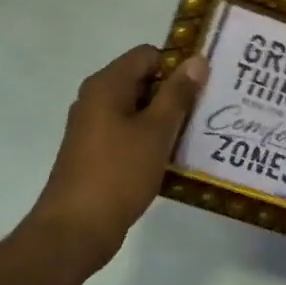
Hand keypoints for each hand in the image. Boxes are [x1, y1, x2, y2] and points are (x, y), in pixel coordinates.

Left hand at [28, 45, 208, 258]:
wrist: (76, 229)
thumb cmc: (118, 173)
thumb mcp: (156, 131)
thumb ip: (178, 94)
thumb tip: (197, 60)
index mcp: (106, 85)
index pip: (148, 55)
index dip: (177, 64)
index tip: (205, 85)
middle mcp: (96, 100)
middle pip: (143, 81)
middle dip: (175, 93)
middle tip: (209, 109)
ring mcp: (94, 128)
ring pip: (138, 110)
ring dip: (166, 119)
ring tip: (199, 133)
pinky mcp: (97, 154)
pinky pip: (130, 134)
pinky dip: (152, 140)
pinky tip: (175, 157)